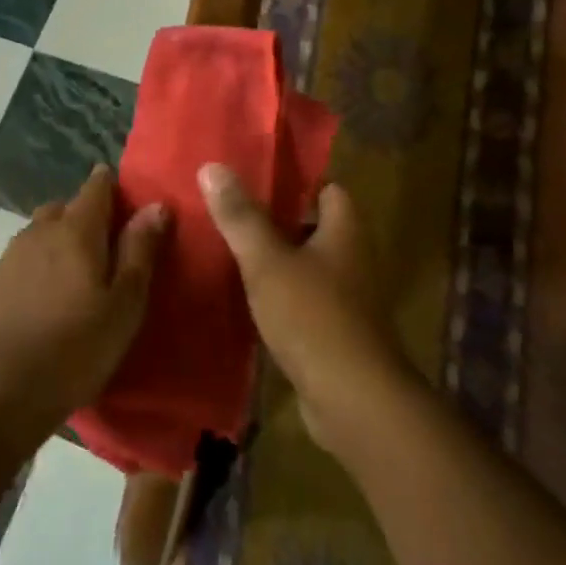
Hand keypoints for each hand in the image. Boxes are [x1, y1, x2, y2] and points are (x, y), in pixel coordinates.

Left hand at [0, 165, 167, 442]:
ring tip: (80, 270)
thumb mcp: (124, 304)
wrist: (2, 391)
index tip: (127, 197)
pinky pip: (24, 255)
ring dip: (61, 237)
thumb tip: (155, 205)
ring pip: (41, 231)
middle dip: (86, 214)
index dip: (111, 185)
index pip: (95, 188)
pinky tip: (49, 292)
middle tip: (109, 243)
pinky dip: (41, 260)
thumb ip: (139, 251)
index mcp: (75, 231)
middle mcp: (38, 232)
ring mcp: (10, 256)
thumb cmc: (77, 348)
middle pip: (65, 207)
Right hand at [198, 163, 415, 458]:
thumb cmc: (312, 316)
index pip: (327, 188)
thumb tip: (212, 166)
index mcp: (346, 230)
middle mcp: (353, 258)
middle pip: (314, 226)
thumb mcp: (267, 261)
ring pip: (307, 264)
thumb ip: (240, 216)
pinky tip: (245, 297)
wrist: (351, 398)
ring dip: (275, 259)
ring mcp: (348, 297)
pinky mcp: (336, 330)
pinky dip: (279, 294)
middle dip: (276, 220)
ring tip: (227, 249)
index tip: (252, 177)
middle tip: (229, 212)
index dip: (293, 181)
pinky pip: (304, 299)